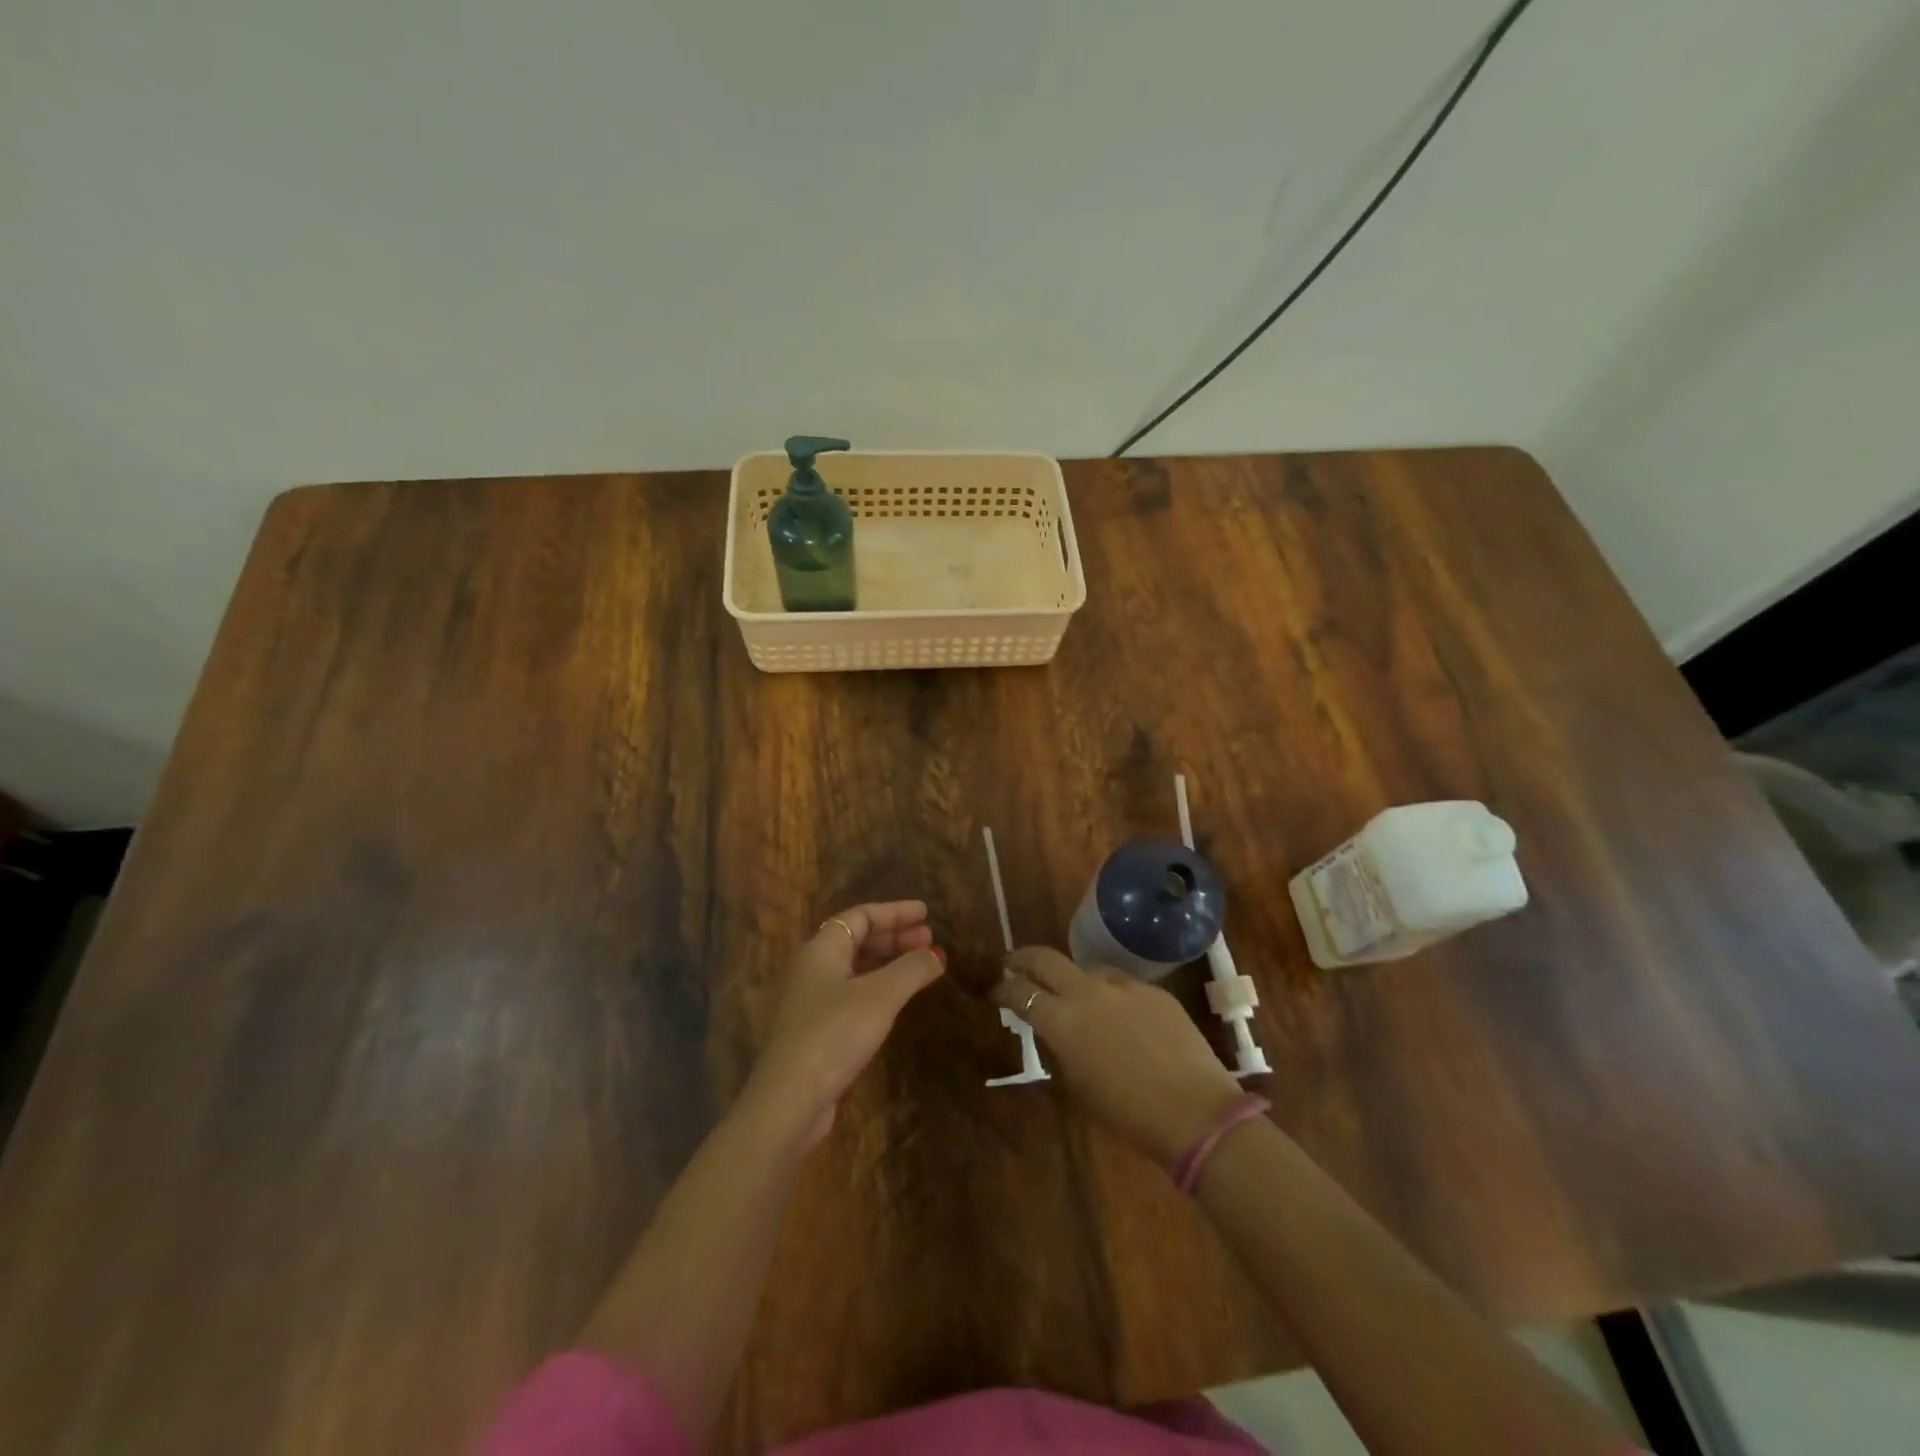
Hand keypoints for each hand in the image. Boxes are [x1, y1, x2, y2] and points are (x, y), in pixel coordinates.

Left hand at [741, 901, 945, 1150]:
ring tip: (921, 967)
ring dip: (888, 962)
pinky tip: (897, 999)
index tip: (926, 913)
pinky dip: (878, 987)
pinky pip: (852, 992)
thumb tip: (937, 955)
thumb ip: (912, 969)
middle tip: (929, 940)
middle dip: (895, 937)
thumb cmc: (835, 1033)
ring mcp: (811, 999)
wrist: (790, 1098)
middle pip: (857, 939)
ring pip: (855, 967)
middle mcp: (812, 967)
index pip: (861, 916)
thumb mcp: (881, 996)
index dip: (895, 912)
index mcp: (822, 948)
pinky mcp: (815, 1029)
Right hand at [994, 946, 1243, 1164]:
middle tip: (1014, 965)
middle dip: (1024, 959)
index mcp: (1062, 1021)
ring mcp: (1124, 987)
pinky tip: (1122, 1017)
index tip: (996, 991)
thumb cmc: (1127, 1113)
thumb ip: (1060, 1049)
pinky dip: (1112, 995)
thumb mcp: (1078, 1086)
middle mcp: (1087, 992)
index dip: (1004, 990)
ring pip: (1087, 969)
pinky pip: (1123, 985)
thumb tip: (1054, 1032)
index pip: (1021, 992)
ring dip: (1073, 979)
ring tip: (1075, 997)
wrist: (1195, 1112)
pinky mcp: (1154, 991)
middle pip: (1046, 959)